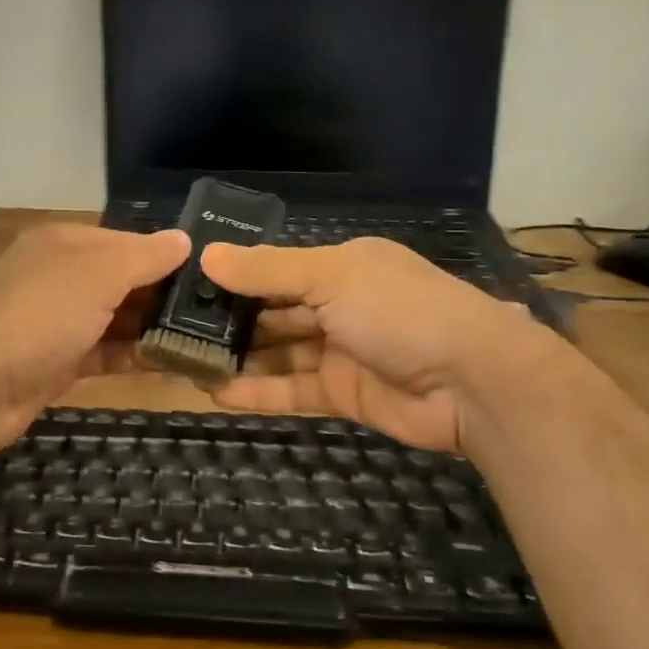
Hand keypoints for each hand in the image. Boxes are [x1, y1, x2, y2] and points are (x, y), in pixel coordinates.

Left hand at [0, 223, 190, 452]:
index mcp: (65, 242)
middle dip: (164, 295)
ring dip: (154, 329)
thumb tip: (184, 239)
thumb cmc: (41, 315)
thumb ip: (144, 256)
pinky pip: (106, 352)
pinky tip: (172, 364)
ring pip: (117, 319)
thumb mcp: (98, 274)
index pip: (127, 241)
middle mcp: (60, 276)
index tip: (211, 274)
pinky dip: (135, 356)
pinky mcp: (59, 360)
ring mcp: (58, 321)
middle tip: (217, 312)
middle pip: (124, 280)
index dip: (166, 255)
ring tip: (205, 340)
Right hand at [199, 237, 555, 452]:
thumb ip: (268, 270)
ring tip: (187, 363)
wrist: (472, 382)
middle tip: (176, 330)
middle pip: (274, 311)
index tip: (188, 287)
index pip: (277, 268)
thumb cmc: (400, 311)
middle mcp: (339, 304)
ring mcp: (341, 351)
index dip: (235, 277)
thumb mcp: (332, 276)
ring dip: (238, 358)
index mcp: (341, 266)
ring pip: (278, 352)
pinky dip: (258, 391)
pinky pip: (291, 389)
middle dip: (231, 321)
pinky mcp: (342, 393)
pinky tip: (216, 393)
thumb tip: (207, 255)